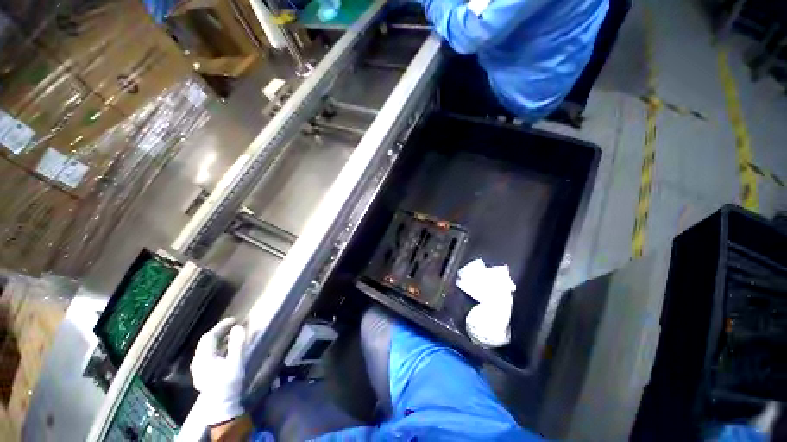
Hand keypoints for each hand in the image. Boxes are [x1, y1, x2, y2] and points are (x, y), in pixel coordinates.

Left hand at [190, 317, 246, 425]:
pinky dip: (216, 348)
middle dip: (219, 331)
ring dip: (217, 340)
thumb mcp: (236, 362)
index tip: (234, 319)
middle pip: (206, 342)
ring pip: (206, 349)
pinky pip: (207, 355)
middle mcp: (197, 362)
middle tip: (232, 325)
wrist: (222, 406)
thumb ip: (237, 344)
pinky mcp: (202, 375)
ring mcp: (198, 370)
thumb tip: (238, 327)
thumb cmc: (229, 383)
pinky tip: (223, 350)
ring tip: (230, 335)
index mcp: (203, 357)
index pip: (209, 336)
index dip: (221, 326)